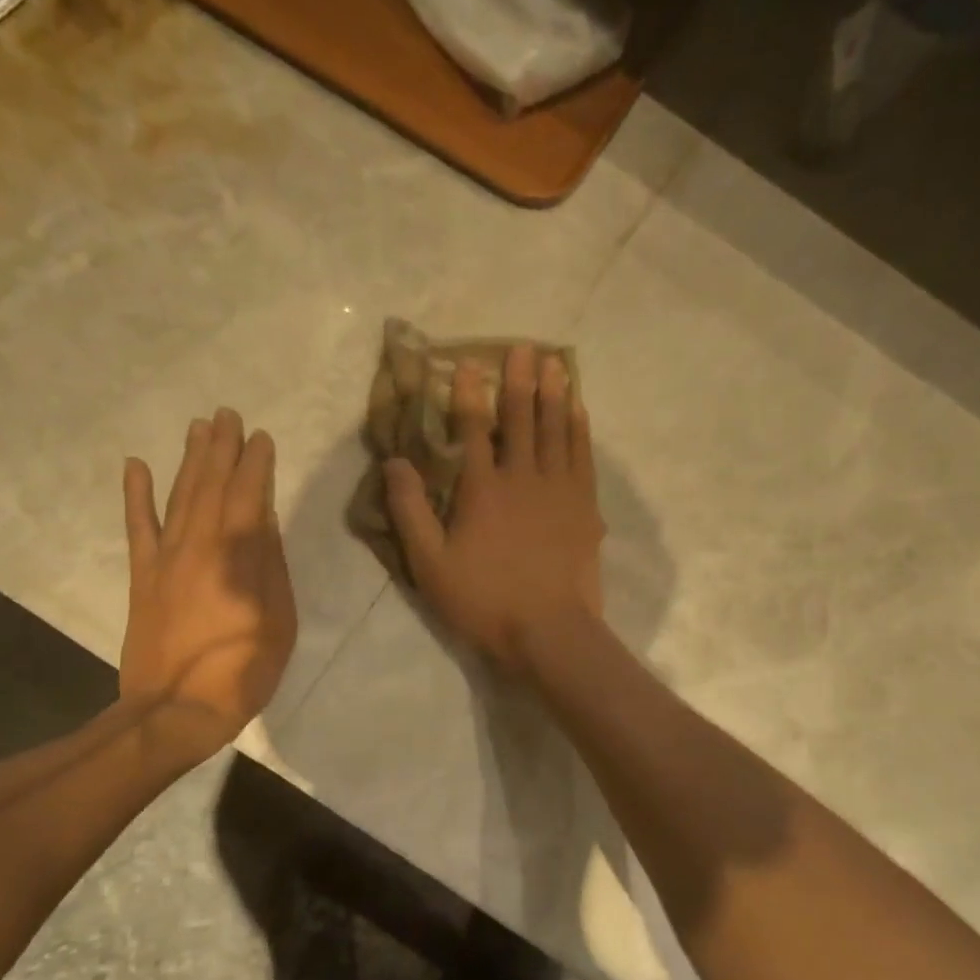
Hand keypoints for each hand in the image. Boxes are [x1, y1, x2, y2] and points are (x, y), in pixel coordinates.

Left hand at [120, 409, 296, 757]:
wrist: (177, 709)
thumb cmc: (243, 669)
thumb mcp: (279, 619)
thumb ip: (270, 565)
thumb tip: (266, 519)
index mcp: (239, 556)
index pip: (250, 495)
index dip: (255, 463)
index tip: (261, 436)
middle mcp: (200, 545)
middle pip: (212, 486)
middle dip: (222, 448)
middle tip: (227, 414)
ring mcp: (166, 558)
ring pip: (179, 496)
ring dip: (189, 459)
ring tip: (198, 427)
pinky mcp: (143, 577)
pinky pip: (137, 527)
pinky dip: (136, 495)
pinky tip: (136, 465)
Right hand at [386, 345, 603, 671]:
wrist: (549, 631)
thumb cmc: (483, 600)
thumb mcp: (430, 563)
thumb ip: (410, 510)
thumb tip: (394, 462)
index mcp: (482, 489)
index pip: (474, 430)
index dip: (471, 394)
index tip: (470, 363)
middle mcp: (523, 478)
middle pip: (522, 419)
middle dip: (520, 380)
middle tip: (524, 347)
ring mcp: (559, 490)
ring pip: (557, 430)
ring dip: (554, 394)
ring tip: (555, 363)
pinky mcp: (584, 507)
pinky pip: (583, 456)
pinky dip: (579, 429)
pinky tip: (579, 411)